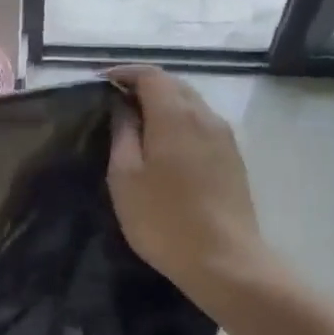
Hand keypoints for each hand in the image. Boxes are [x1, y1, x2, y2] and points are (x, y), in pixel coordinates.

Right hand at [106, 66, 278, 311]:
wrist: (225, 261)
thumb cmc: (164, 218)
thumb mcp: (125, 176)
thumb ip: (123, 133)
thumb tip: (123, 107)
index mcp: (175, 115)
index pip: (150, 75)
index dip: (124, 73)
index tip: (100, 82)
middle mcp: (205, 116)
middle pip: (173, 85)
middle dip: (143, 86)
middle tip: (115, 102)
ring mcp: (224, 137)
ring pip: (190, 104)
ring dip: (163, 104)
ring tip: (137, 123)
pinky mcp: (233, 158)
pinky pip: (201, 124)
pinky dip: (179, 122)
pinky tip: (165, 146)